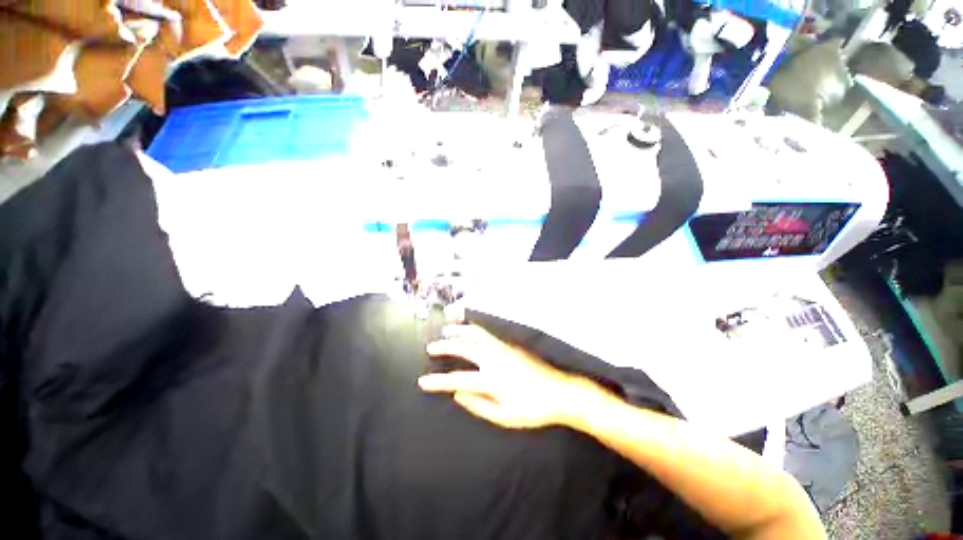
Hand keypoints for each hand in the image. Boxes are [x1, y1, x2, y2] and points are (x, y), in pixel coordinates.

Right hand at [418, 324, 596, 428]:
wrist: (560, 391)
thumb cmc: (532, 408)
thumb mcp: (504, 416)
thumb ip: (478, 405)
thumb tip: (458, 394)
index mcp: (491, 378)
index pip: (458, 378)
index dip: (438, 381)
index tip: (422, 381)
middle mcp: (494, 358)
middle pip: (464, 348)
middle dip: (445, 346)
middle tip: (431, 347)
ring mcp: (503, 348)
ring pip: (476, 334)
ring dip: (459, 331)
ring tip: (447, 330)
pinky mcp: (510, 344)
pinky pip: (486, 333)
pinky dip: (473, 329)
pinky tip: (469, 330)